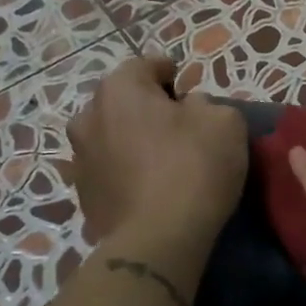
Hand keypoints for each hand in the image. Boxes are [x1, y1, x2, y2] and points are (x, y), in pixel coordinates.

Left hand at [68, 56, 247, 245]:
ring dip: (132, 139)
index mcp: (119, 89)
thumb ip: (207, 104)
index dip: (169, 72)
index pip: (146, 65)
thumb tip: (189, 109)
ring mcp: (80, 158)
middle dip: (147, 107)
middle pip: (123, 101)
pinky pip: (110, 170)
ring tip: (161, 158)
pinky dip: (126, 171)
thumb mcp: (225, 122)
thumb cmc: (193, 168)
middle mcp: (88, 116)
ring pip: (112, 136)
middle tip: (178, 124)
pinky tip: (150, 187)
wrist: (157, 240)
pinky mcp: (83, 196)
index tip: (186, 85)